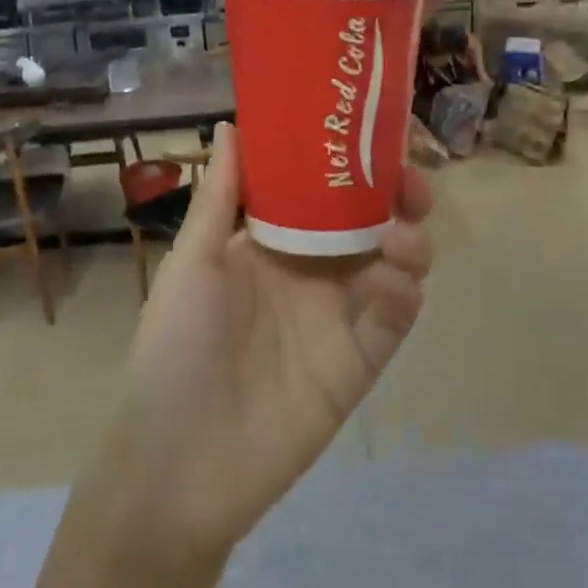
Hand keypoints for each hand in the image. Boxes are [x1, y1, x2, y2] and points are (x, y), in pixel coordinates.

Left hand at [95, 123, 431, 563]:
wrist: (179, 463)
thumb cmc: (175, 348)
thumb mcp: (193, 263)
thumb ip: (220, 196)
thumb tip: (232, 124)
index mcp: (272, 244)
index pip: (323, 192)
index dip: (351, 164)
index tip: (376, 135)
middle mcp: (311, 273)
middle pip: (368, 224)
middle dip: (397, 198)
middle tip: (411, 185)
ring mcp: (338, 318)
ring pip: (392, 266)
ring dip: (408, 243)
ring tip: (402, 238)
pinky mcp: (357, 364)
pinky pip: (393, 321)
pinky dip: (403, 296)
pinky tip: (395, 284)